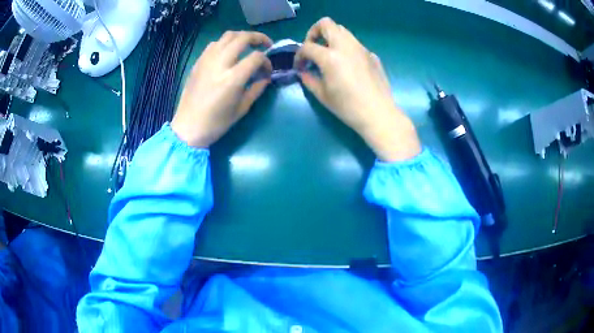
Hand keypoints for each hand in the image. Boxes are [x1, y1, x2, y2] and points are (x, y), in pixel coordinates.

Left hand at [172, 31, 272, 146]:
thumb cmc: (216, 123)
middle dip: (258, 38)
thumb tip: (266, 76)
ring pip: (227, 36)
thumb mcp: (242, 109)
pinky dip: (225, 43)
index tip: (267, 70)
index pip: (256, 57)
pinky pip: (214, 44)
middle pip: (242, 37)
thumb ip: (257, 89)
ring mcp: (207, 60)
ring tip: (248, 45)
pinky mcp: (198, 62)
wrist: (188, 127)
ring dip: (242, 37)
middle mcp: (220, 64)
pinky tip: (229, 52)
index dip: (266, 61)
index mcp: (232, 79)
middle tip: (265, 45)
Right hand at [295, 17, 420, 160]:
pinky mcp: (372, 55)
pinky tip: (348, 66)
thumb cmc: (348, 107)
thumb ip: (309, 79)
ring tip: (329, 55)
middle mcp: (346, 46)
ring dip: (331, 38)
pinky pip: (355, 44)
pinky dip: (346, 48)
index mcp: (330, 57)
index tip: (300, 66)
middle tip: (313, 48)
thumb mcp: (323, 95)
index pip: (307, 46)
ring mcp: (361, 49)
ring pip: (343, 31)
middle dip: (314, 32)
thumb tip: (303, 72)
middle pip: (326, 24)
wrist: (378, 114)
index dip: (299, 55)